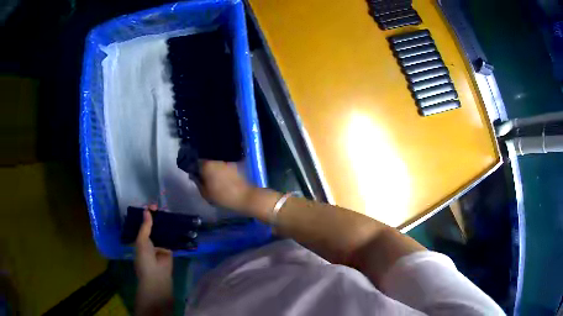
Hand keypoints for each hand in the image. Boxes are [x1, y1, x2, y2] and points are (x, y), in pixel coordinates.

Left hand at [135, 206, 172, 315]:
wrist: (157, 276)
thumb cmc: (144, 258)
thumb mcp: (141, 241)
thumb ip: (145, 226)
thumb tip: (147, 210)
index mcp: (140, 239)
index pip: (143, 224)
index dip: (146, 215)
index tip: (152, 206)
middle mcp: (150, 241)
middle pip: (153, 226)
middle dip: (157, 217)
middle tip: (162, 206)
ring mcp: (160, 245)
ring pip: (163, 231)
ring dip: (165, 223)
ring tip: (170, 211)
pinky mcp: (170, 249)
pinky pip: (171, 238)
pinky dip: (174, 232)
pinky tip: (177, 222)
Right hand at [199, 160, 253, 211]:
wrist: (244, 196)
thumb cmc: (223, 196)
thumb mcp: (205, 193)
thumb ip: (198, 183)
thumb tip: (194, 176)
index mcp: (207, 165)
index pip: (197, 163)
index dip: (195, 169)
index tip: (196, 176)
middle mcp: (216, 160)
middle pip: (207, 162)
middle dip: (205, 168)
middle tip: (206, 178)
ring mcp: (226, 161)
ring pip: (216, 164)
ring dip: (215, 169)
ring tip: (216, 179)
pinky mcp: (235, 165)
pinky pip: (225, 166)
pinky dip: (223, 171)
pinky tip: (224, 179)